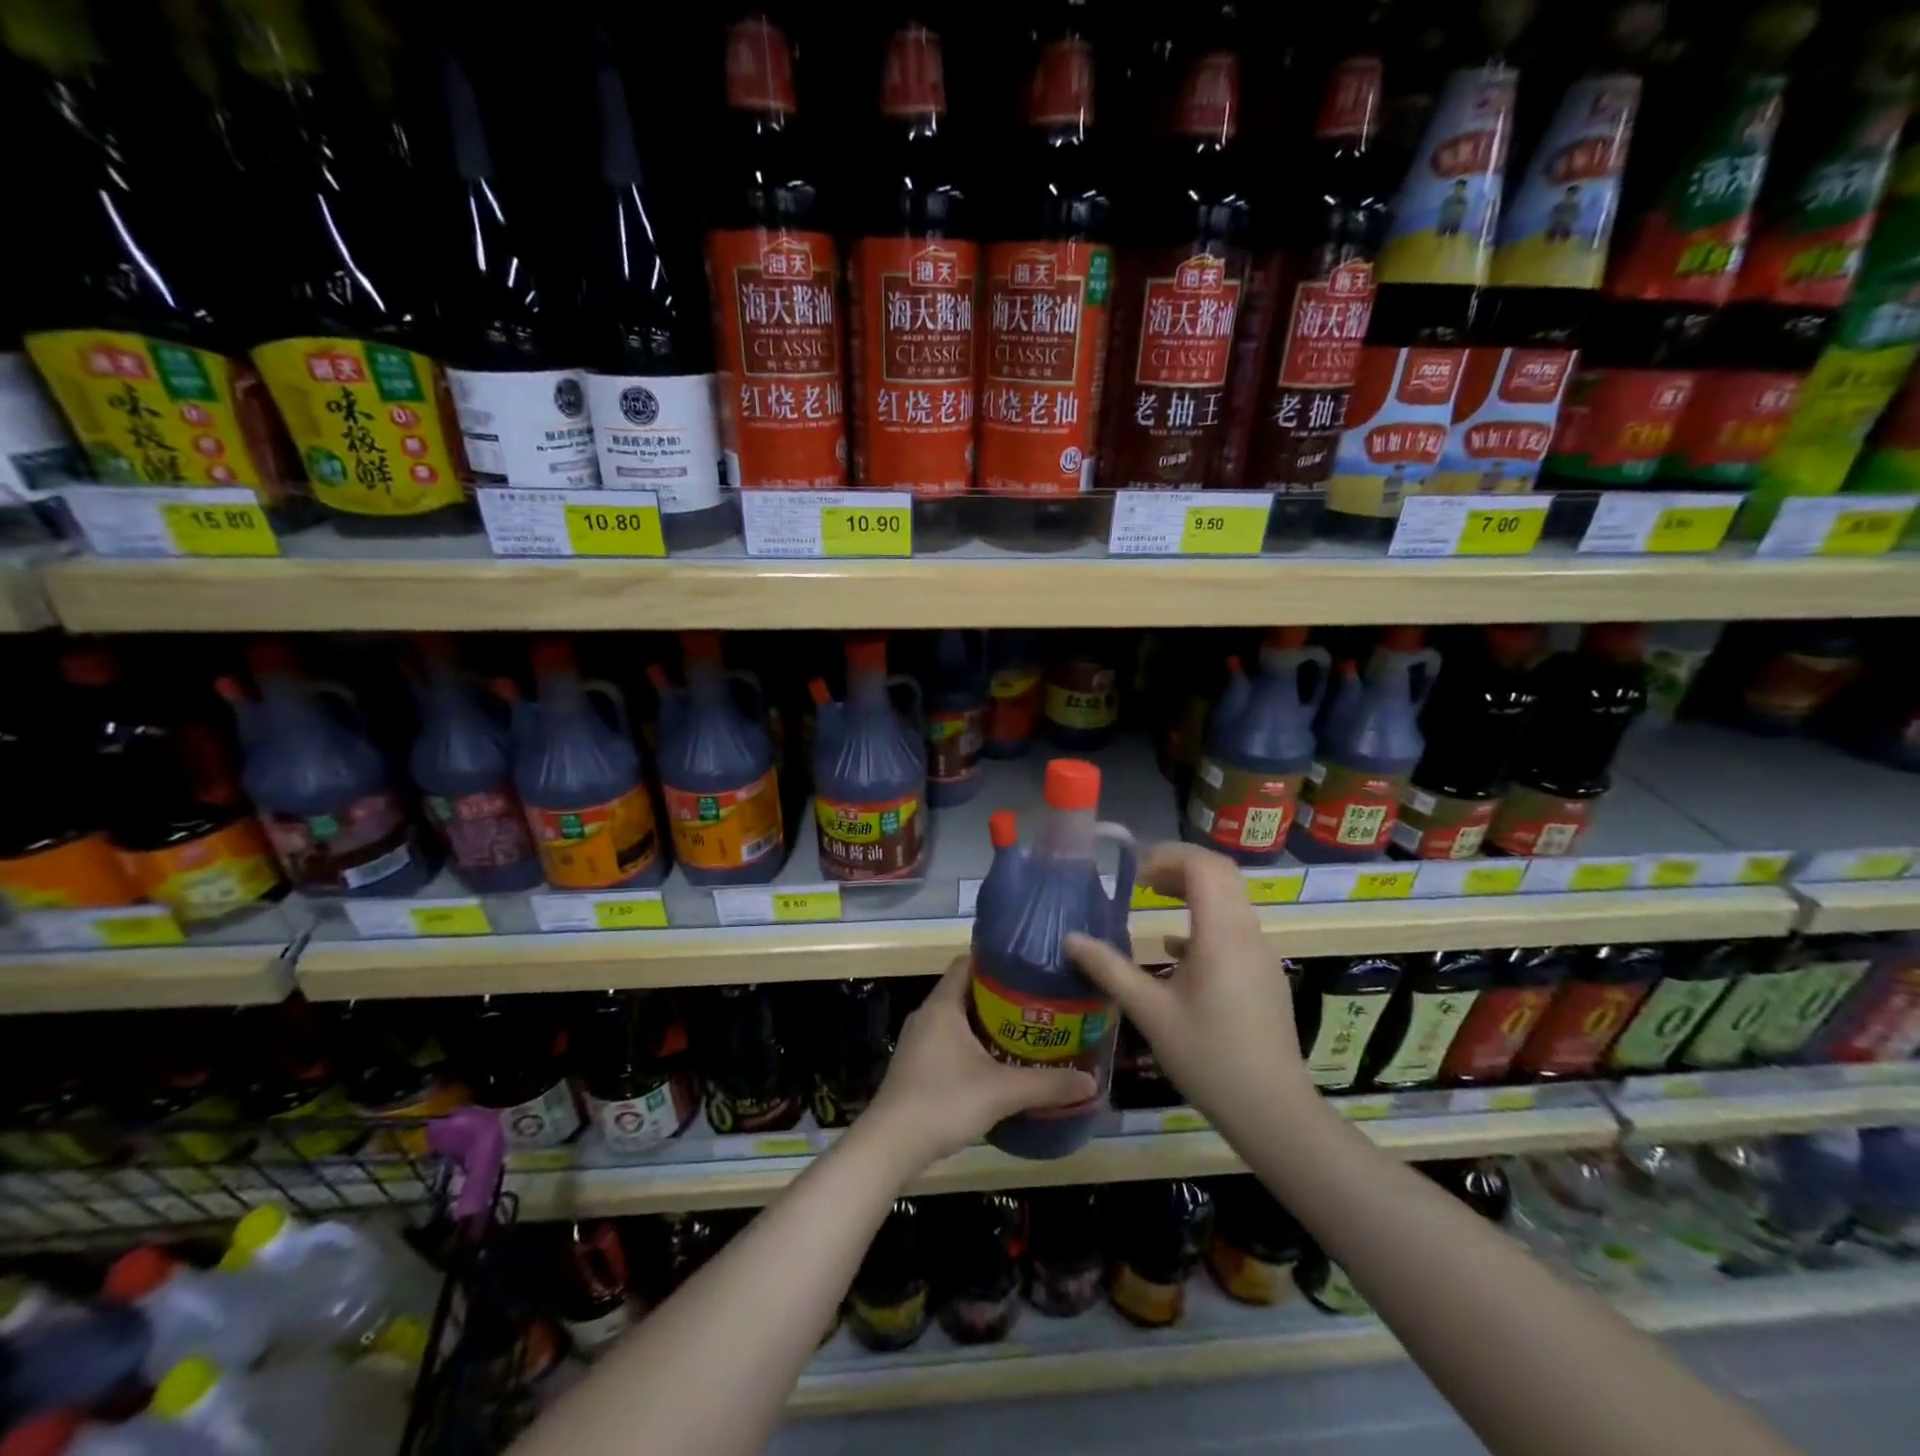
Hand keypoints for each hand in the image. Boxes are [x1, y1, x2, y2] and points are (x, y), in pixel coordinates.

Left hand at [861, 959, 1096, 1171]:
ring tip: (1022, 1030)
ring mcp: (918, 1042)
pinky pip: (948, 1041)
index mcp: (942, 1005)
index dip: (996, 960)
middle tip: (1036, 1001)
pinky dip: (971, 1044)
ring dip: (985, 1022)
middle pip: (964, 990)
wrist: (891, 1145)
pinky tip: (995, 1064)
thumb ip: (1047, 1084)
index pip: (967, 962)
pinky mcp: (915, 1066)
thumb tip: (1091, 1081)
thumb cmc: (944, 1101)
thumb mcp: (1002, 1092)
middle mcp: (927, 1015)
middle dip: (999, 995)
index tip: (1027, 966)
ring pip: (956, 1019)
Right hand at [1068, 842, 1313, 1133]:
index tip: (1133, 874)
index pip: (1203, 866)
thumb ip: (1109, 969)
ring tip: (1154, 900)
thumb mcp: (1150, 1012)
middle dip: (1179, 867)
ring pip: (1230, 899)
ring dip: (1193, 891)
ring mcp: (1261, 954)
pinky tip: (1175, 950)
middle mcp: (1248, 933)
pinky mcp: (1265, 974)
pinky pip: (1235, 927)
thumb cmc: (1207, 1057)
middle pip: (1220, 874)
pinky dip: (1205, 920)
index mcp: (1221, 934)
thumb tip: (1070, 939)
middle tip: (1141, 881)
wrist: (1272, 1110)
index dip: (1168, 857)